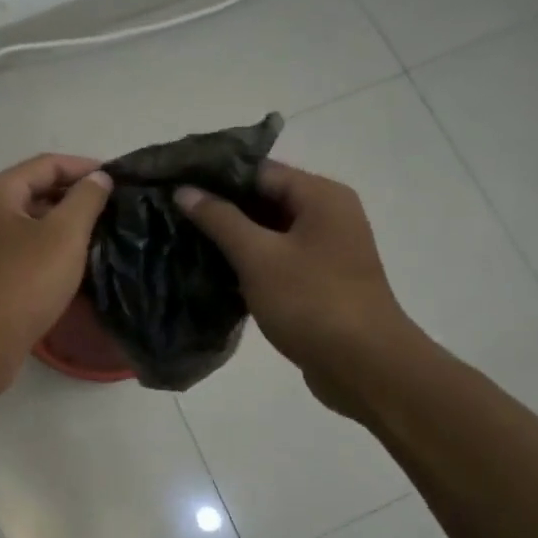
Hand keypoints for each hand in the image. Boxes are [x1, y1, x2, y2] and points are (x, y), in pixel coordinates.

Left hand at [0, 154, 113, 398]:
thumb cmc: (21, 283)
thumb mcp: (63, 236)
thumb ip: (85, 200)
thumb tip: (99, 177)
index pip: (47, 164)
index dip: (86, 168)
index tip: (121, 181)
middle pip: (37, 191)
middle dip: (77, 197)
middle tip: (116, 210)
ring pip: (33, 224)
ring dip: (66, 226)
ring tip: (104, 235)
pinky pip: (26, 250)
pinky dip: (52, 250)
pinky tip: (78, 264)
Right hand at [176, 161, 420, 414]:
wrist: (365, 367)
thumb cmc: (312, 302)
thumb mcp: (259, 257)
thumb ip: (220, 220)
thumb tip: (185, 190)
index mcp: (320, 196)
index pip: (259, 170)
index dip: (215, 176)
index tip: (174, 183)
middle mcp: (328, 215)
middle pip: (265, 199)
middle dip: (220, 207)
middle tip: (172, 213)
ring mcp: (326, 251)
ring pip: (269, 232)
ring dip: (232, 238)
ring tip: (183, 239)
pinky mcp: (319, 282)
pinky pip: (277, 260)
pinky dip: (249, 263)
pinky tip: (212, 271)